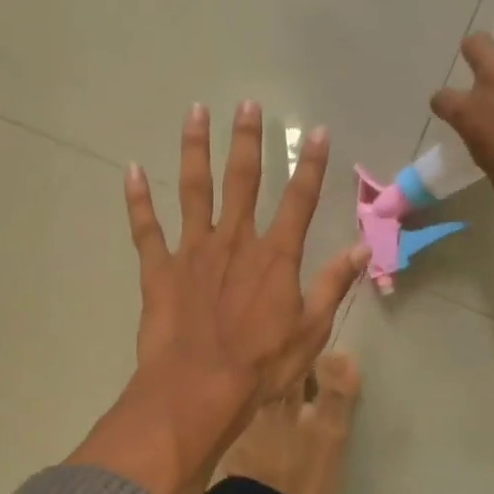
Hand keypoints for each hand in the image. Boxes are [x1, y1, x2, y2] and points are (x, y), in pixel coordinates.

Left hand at [68, 102, 367, 493]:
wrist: (198, 390)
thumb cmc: (260, 367)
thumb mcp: (310, 331)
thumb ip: (333, 285)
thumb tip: (362, 249)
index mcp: (275, 257)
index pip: (299, 200)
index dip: (311, 165)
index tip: (316, 131)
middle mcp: (234, 241)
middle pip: (242, 180)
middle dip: (247, 140)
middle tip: (247, 103)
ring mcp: (193, 251)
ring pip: (194, 189)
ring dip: (195, 150)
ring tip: (195, 112)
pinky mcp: (159, 269)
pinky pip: (146, 228)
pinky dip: (138, 199)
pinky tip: (131, 170)